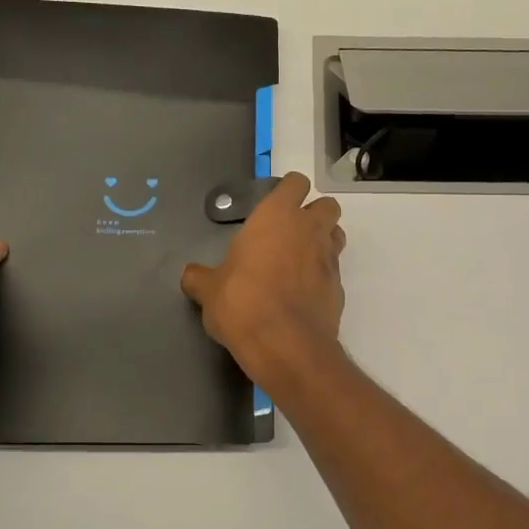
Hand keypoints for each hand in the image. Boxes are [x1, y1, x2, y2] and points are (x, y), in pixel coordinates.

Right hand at [181, 172, 346, 387]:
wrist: (286, 345)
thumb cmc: (242, 303)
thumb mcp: (209, 290)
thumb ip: (200, 277)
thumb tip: (189, 275)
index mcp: (277, 216)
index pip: (295, 183)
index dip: (287, 191)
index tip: (273, 206)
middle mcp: (309, 229)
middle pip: (326, 205)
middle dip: (313, 214)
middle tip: (289, 234)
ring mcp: (329, 258)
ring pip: (336, 234)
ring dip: (323, 240)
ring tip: (298, 260)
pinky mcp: (339, 288)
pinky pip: (334, 270)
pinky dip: (322, 276)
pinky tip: (302, 293)